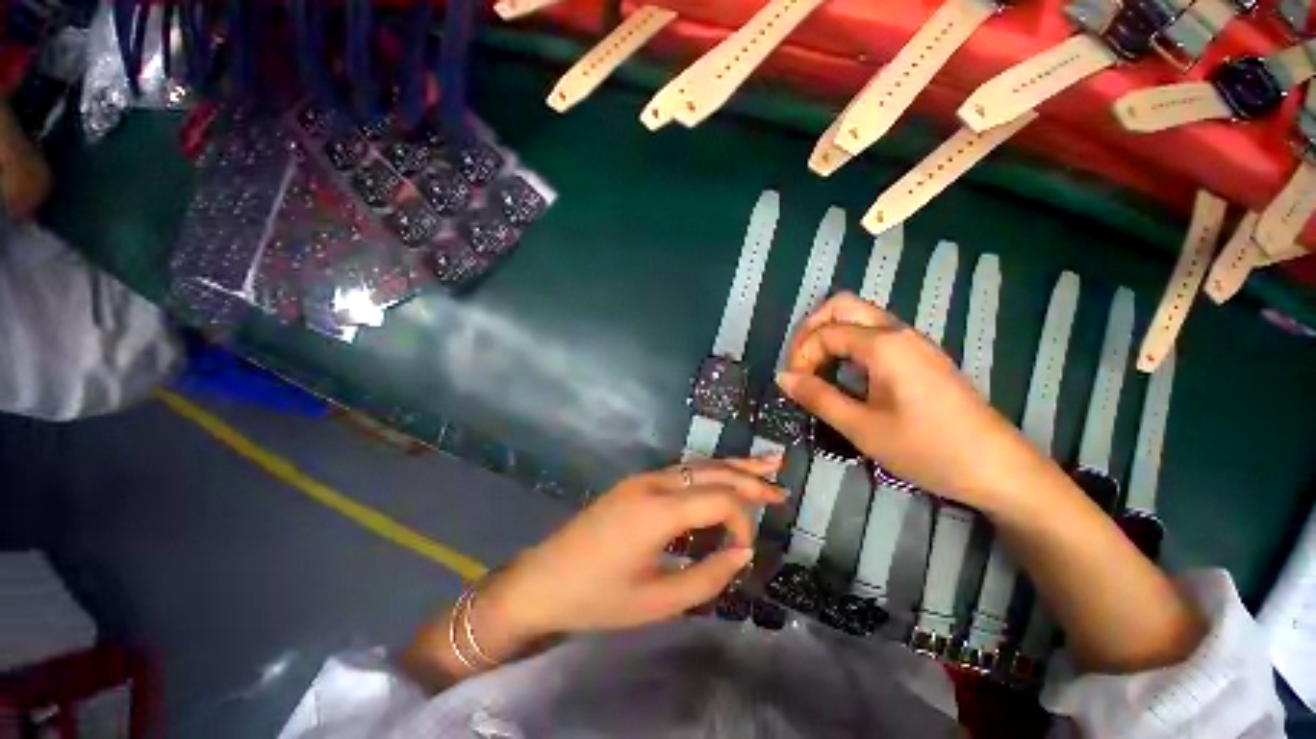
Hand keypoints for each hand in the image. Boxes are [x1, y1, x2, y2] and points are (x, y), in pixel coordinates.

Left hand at [476, 457, 784, 647]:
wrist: (543, 580)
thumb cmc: (598, 598)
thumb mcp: (657, 602)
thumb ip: (707, 577)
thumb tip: (741, 553)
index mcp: (657, 510)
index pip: (718, 499)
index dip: (742, 521)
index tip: (744, 552)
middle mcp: (652, 482)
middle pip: (711, 472)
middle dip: (748, 478)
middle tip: (781, 482)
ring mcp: (642, 478)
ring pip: (697, 465)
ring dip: (731, 467)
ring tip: (765, 465)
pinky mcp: (636, 483)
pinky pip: (681, 472)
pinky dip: (709, 474)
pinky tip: (724, 478)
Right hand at [776, 293, 1038, 506]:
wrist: (998, 468)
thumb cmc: (927, 448)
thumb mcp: (862, 427)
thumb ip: (818, 397)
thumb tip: (782, 377)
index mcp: (884, 345)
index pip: (825, 332)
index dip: (801, 355)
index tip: (794, 386)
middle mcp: (898, 332)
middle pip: (842, 306)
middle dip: (812, 329)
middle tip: (800, 363)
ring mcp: (913, 342)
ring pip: (860, 317)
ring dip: (830, 335)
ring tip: (817, 370)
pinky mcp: (921, 356)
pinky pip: (875, 334)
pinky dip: (849, 344)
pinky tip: (847, 375)